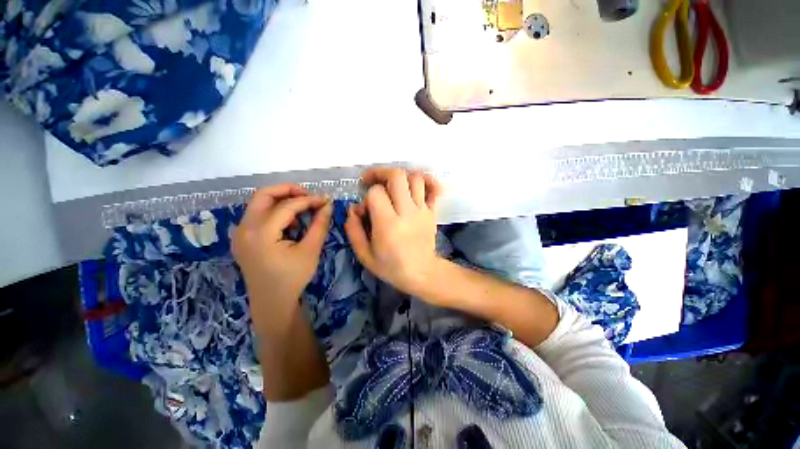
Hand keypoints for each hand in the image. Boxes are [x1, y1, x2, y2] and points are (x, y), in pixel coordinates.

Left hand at [233, 184, 331, 334]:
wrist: (272, 302)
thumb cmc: (293, 278)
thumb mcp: (311, 250)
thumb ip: (320, 224)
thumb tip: (328, 204)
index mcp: (260, 234)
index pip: (286, 206)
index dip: (308, 200)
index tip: (325, 200)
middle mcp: (244, 229)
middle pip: (263, 195)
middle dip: (289, 190)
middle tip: (309, 196)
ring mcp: (239, 233)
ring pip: (259, 203)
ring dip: (281, 201)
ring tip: (302, 212)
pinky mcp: (242, 238)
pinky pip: (257, 215)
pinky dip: (274, 212)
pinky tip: (289, 224)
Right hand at [345, 168, 443, 298]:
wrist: (422, 273)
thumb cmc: (391, 267)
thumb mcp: (365, 255)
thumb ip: (354, 230)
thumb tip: (353, 209)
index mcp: (388, 224)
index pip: (376, 193)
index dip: (367, 196)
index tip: (366, 208)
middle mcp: (407, 212)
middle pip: (397, 176)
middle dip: (381, 173)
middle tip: (373, 181)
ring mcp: (422, 210)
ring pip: (415, 178)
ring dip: (401, 178)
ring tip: (392, 186)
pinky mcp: (432, 212)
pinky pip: (434, 189)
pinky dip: (427, 181)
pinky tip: (417, 184)